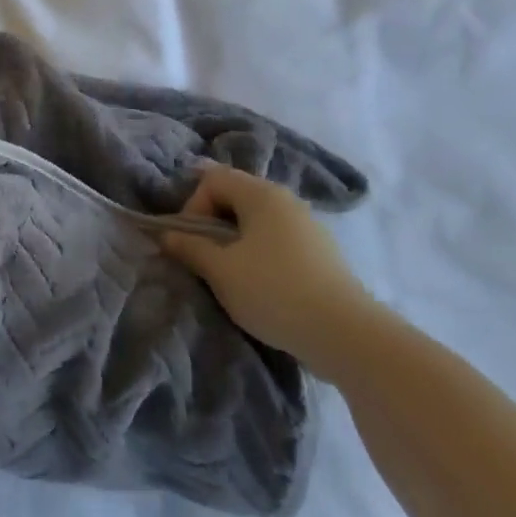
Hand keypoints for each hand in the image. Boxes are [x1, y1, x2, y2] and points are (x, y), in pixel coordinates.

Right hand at [162, 164, 382, 378]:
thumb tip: (166, 235)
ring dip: (236, 241)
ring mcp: (309, 226)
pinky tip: (263, 286)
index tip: (192, 243)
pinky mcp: (323, 253)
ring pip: (258, 220)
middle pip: (235, 196)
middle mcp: (287, 200)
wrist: (349, 337)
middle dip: (213, 224)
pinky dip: (262, 254)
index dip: (193, 206)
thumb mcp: (220, 271)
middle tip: (206, 258)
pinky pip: (279, 240)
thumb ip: (190, 247)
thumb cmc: (275, 292)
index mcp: (261, 194)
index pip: (212, 179)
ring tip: (232, 275)